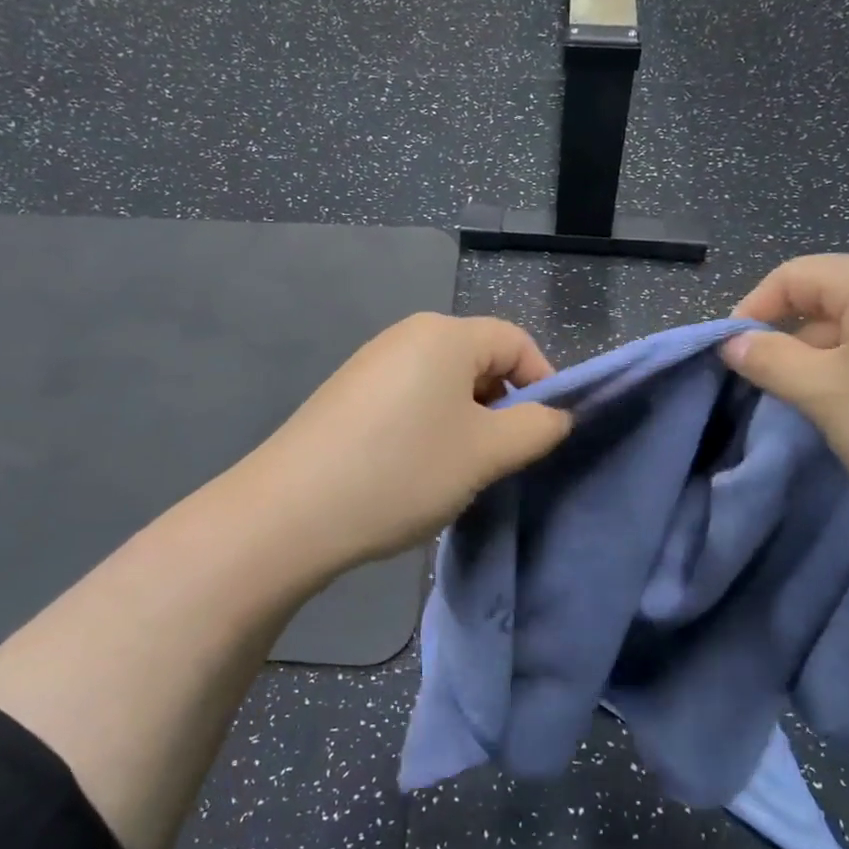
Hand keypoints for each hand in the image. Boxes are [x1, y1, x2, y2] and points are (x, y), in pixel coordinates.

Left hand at [243, 313, 571, 569]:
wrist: (290, 512)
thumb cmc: (403, 471)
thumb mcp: (486, 453)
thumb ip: (536, 428)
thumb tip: (557, 415)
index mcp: (445, 335)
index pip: (516, 341)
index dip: (544, 382)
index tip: (546, 433)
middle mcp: (406, 336)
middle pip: (478, 360)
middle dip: (502, 406)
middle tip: (502, 458)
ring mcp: (370, 364)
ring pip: (443, 385)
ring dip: (466, 422)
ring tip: (459, 471)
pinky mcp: (346, 395)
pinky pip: (408, 400)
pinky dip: (428, 428)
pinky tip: (414, 471)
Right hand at [722, 255, 848, 540]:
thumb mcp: (825, 395)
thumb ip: (770, 361)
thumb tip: (733, 342)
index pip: (792, 276)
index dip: (752, 311)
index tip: (731, 359)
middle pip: (830, 298)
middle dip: (792, 341)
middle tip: (776, 393)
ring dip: (829, 362)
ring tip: (825, 410)